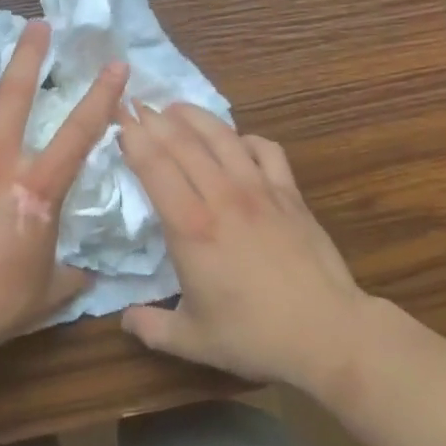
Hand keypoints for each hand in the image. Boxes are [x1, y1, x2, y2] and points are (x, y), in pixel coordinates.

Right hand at [116, 103, 371, 392]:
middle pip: (182, 142)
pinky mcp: (289, 193)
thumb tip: (123, 320)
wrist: (328, 332)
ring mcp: (259, 189)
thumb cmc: (255, 336)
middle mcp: (222, 196)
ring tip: (175, 107)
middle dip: (154, 119)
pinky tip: (237, 141)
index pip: (153, 166)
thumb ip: (151, 328)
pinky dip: (246, 138)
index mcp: (190, 226)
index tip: (118, 118)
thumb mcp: (193, 341)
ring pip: (222, 136)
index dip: (133, 137)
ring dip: (195, 117)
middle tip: (136, 104)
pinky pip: (266, 149)